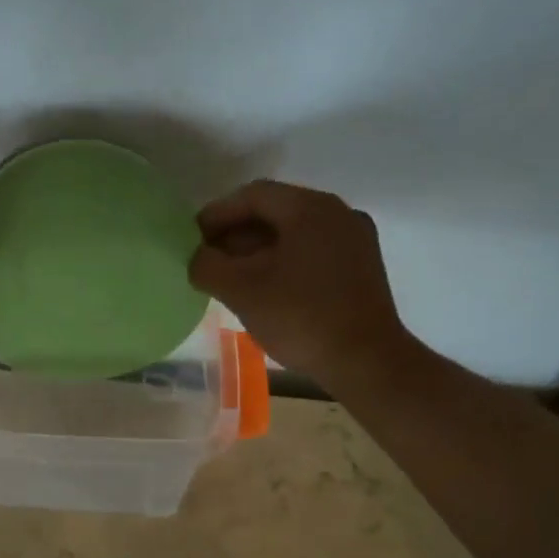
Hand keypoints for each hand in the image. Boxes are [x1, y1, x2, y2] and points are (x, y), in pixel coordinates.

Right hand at [189, 180, 420, 383]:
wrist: (366, 362)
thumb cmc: (300, 317)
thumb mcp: (240, 290)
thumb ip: (207, 265)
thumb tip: (198, 257)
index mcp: (311, 208)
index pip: (253, 195)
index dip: (217, 214)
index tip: (192, 240)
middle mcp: (338, 213)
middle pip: (275, 212)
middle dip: (236, 234)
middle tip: (208, 260)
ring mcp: (355, 240)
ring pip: (293, 233)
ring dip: (257, 250)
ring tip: (231, 278)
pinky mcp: (361, 267)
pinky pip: (312, 251)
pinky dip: (282, 261)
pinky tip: (265, 288)